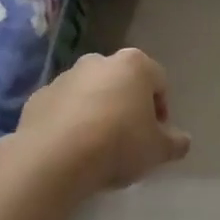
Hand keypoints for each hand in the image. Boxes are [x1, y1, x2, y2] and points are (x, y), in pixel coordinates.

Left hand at [15, 48, 191, 191]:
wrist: (54, 158)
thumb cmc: (118, 144)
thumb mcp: (158, 150)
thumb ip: (175, 143)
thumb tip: (182, 141)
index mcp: (134, 65)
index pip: (158, 81)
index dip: (161, 110)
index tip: (156, 136)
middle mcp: (98, 61)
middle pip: (122, 83)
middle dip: (127, 106)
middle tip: (129, 140)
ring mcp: (64, 77)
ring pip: (90, 93)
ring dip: (97, 113)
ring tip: (97, 148)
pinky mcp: (37, 97)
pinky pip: (62, 109)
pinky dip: (69, 123)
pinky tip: (71, 149)